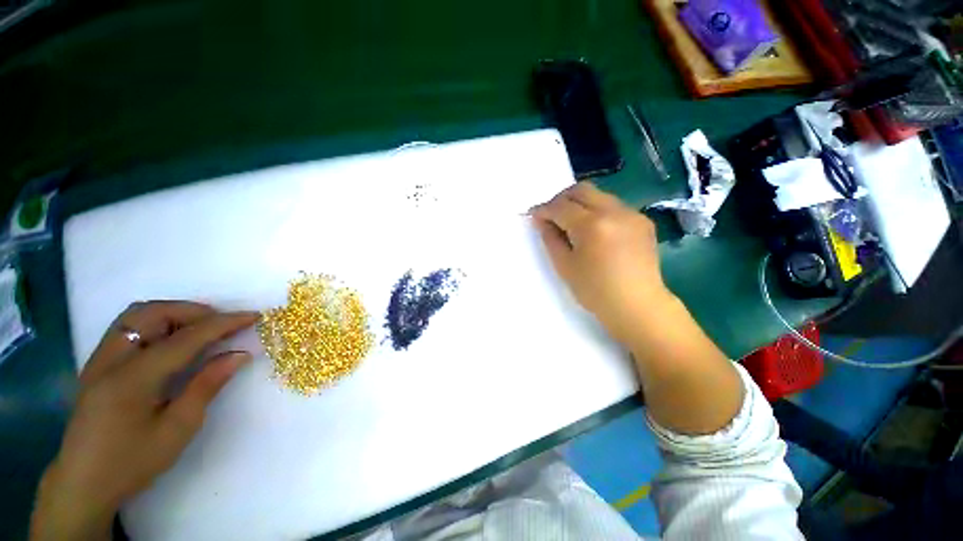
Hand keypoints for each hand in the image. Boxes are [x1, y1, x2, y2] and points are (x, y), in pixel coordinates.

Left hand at [31, 301, 258, 540]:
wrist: (84, 483)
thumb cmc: (133, 461)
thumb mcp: (177, 429)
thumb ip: (207, 386)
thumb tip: (240, 355)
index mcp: (133, 378)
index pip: (186, 338)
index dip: (223, 323)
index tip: (253, 316)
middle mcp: (112, 358)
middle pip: (153, 313)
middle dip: (194, 311)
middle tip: (223, 324)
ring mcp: (100, 359)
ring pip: (137, 315)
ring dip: (173, 314)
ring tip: (199, 329)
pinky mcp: (97, 364)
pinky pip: (128, 327)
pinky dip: (156, 323)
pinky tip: (171, 341)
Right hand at [530, 182, 673, 347]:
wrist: (637, 306)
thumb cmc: (595, 291)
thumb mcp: (564, 266)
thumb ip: (550, 238)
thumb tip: (541, 220)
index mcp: (591, 225)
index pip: (561, 206)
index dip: (543, 209)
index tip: (533, 215)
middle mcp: (614, 211)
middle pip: (581, 190)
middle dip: (561, 199)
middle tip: (552, 216)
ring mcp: (632, 214)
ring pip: (598, 195)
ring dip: (580, 204)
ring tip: (572, 224)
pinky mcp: (642, 221)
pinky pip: (613, 206)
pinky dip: (598, 212)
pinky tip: (595, 232)